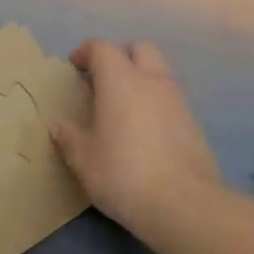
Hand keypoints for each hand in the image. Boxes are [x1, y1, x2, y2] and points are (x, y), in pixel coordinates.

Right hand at [50, 39, 222, 240]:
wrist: (184, 204)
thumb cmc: (123, 173)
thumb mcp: (84, 160)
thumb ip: (70, 138)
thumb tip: (58, 127)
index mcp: (121, 81)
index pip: (103, 48)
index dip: (86, 52)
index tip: (75, 67)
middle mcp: (152, 81)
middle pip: (139, 48)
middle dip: (120, 56)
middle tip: (103, 79)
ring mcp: (178, 101)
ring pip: (160, 72)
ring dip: (141, 78)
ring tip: (124, 106)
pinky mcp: (195, 123)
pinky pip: (171, 98)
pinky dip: (156, 102)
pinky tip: (145, 130)